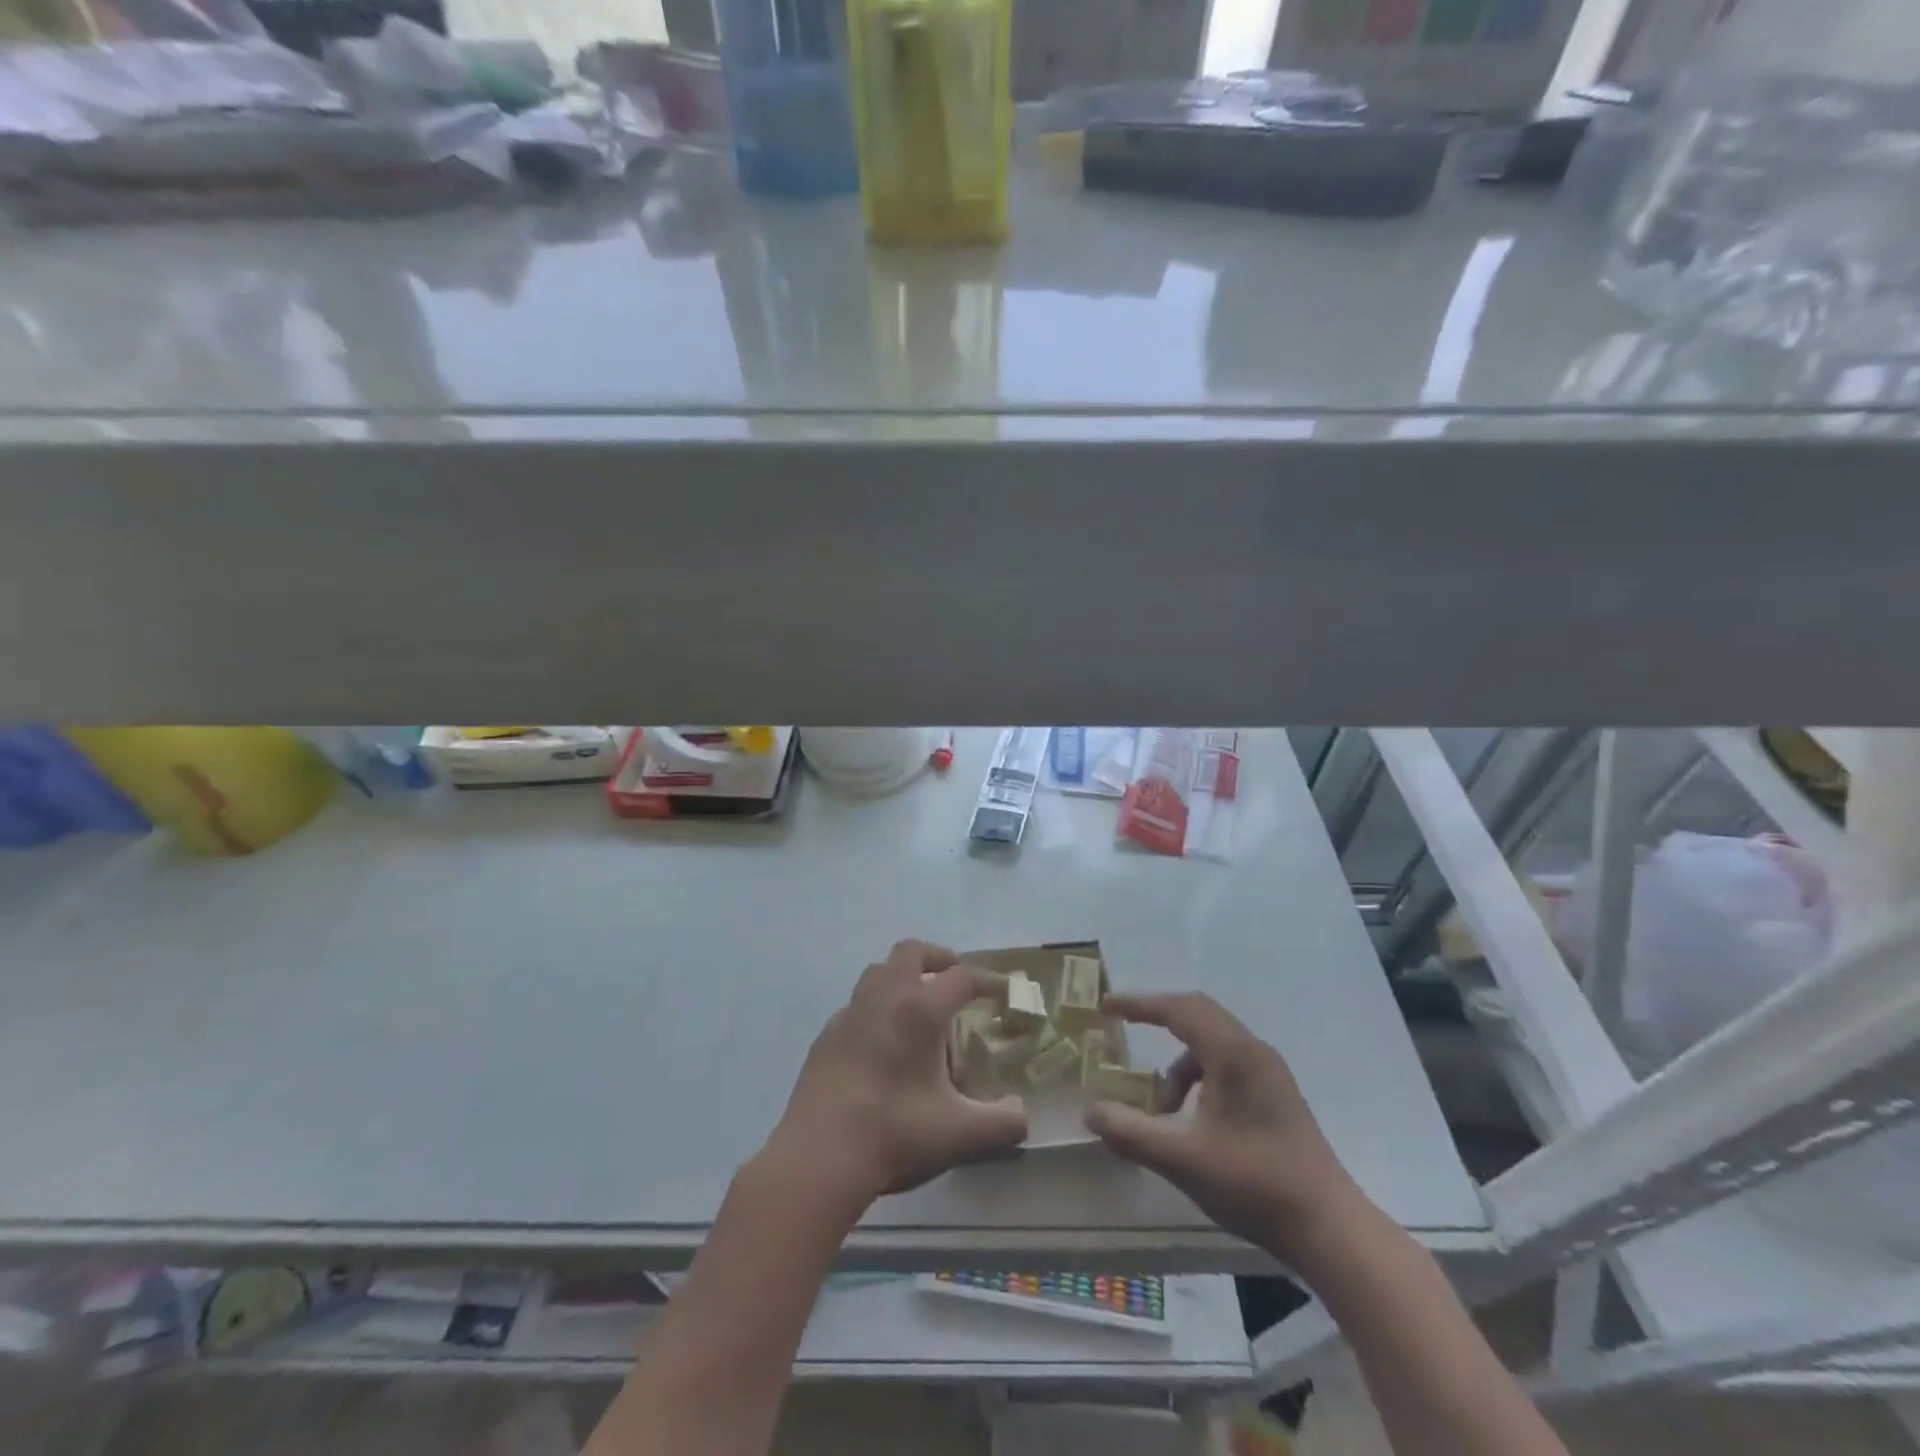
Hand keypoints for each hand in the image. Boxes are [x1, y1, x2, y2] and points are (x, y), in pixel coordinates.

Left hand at [772, 940, 1028, 1208]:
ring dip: (902, 978)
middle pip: (911, 952)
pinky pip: (856, 1005)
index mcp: (919, 1010)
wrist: (819, 1158)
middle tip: (953, 981)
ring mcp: (849, 1014)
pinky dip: (876, 1009)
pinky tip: (881, 1044)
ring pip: (878, 972)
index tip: (1002, 992)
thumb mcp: (960, 1134)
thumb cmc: (894, 1135)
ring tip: (918, 1007)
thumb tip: (1022, 1113)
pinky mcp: (826, 1036)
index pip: (962, 977)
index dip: (988, 981)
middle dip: (937, 959)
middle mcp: (884, 998)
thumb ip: (1003, 1122)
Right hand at [1085, 992, 1367, 1265]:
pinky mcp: (1277, 1094)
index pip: (1178, 1009)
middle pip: (1197, 1014)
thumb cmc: (1255, 1184)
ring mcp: (1270, 1072)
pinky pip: (1227, 1063)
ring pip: (1212, 1042)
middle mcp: (1253, 1051)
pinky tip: (1192, 1118)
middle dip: (1157, 1018)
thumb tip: (1091, 1112)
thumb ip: (1131, 1132)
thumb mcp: (1182, 1159)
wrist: (1330, 1229)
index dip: (1139, 1004)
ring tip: (1161, 1106)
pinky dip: (1199, 1077)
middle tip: (1123, 1027)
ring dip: (1179, 1062)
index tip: (1106, 1006)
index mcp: (1233, 1054)